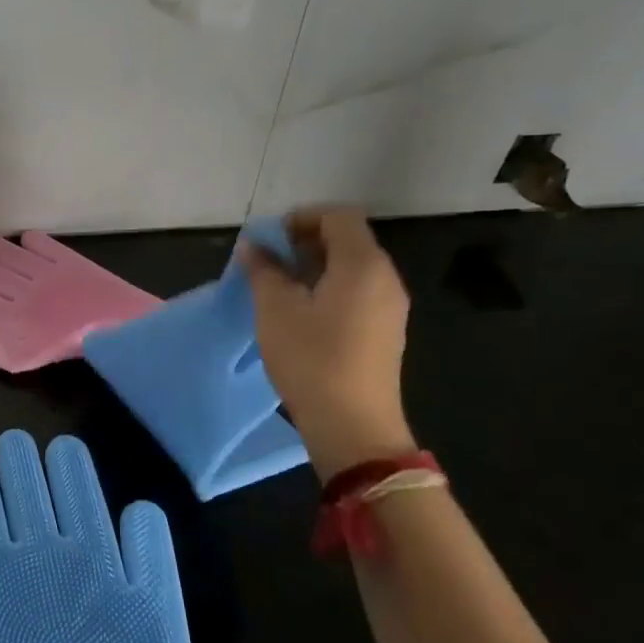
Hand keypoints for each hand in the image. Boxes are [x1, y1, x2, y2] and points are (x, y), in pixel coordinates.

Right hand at [240, 207, 415, 479]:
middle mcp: (384, 277)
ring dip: (315, 266)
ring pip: (352, 266)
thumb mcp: (275, 310)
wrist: (354, 427)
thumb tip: (253, 246)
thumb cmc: (311, 360)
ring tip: (279, 287)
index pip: (338, 215)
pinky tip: (301, 312)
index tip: (270, 239)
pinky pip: (358, 291)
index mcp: (362, 264)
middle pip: (348, 239)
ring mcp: (390, 306)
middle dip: (305, 241)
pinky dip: (329, 287)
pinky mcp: (385, 330)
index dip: (302, 217)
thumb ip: (264, 270)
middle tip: (268, 261)